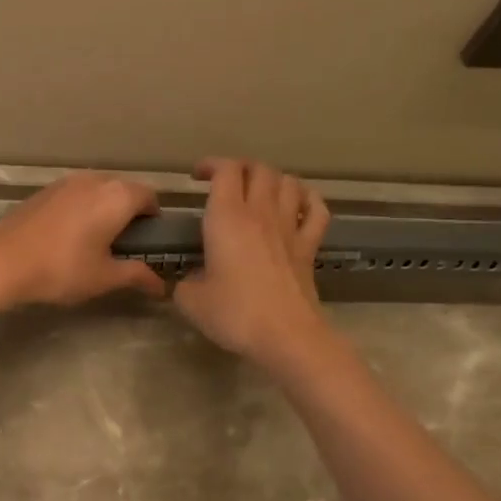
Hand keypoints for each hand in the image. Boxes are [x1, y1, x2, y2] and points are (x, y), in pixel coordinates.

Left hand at [0, 172, 166, 307]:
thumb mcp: (104, 277)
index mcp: (116, 196)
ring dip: (101, 209)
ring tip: (94, 240)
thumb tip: (161, 286)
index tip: (147, 242)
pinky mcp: (41, 191)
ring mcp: (64, 182)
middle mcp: (93, 180)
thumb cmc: (61, 269)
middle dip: (128, 212)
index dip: (153, 219)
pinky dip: (78, 209)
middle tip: (122, 244)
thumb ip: (136, 275)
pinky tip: (66, 235)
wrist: (2, 262)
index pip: (149, 197)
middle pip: (122, 190)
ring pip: (95, 190)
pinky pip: (72, 195)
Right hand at [173, 158, 332, 368]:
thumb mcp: (190, 301)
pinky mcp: (309, 247)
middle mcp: (260, 213)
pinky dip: (307, 200)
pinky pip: (316, 210)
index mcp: (227, 218)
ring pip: (288, 182)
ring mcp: (290, 228)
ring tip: (258, 191)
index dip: (211, 165)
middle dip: (240, 168)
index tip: (197, 177)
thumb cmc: (234, 313)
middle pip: (258, 169)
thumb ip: (184, 282)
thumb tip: (190, 279)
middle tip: (225, 182)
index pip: (225, 171)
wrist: (285, 335)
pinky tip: (297, 205)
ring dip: (272, 179)